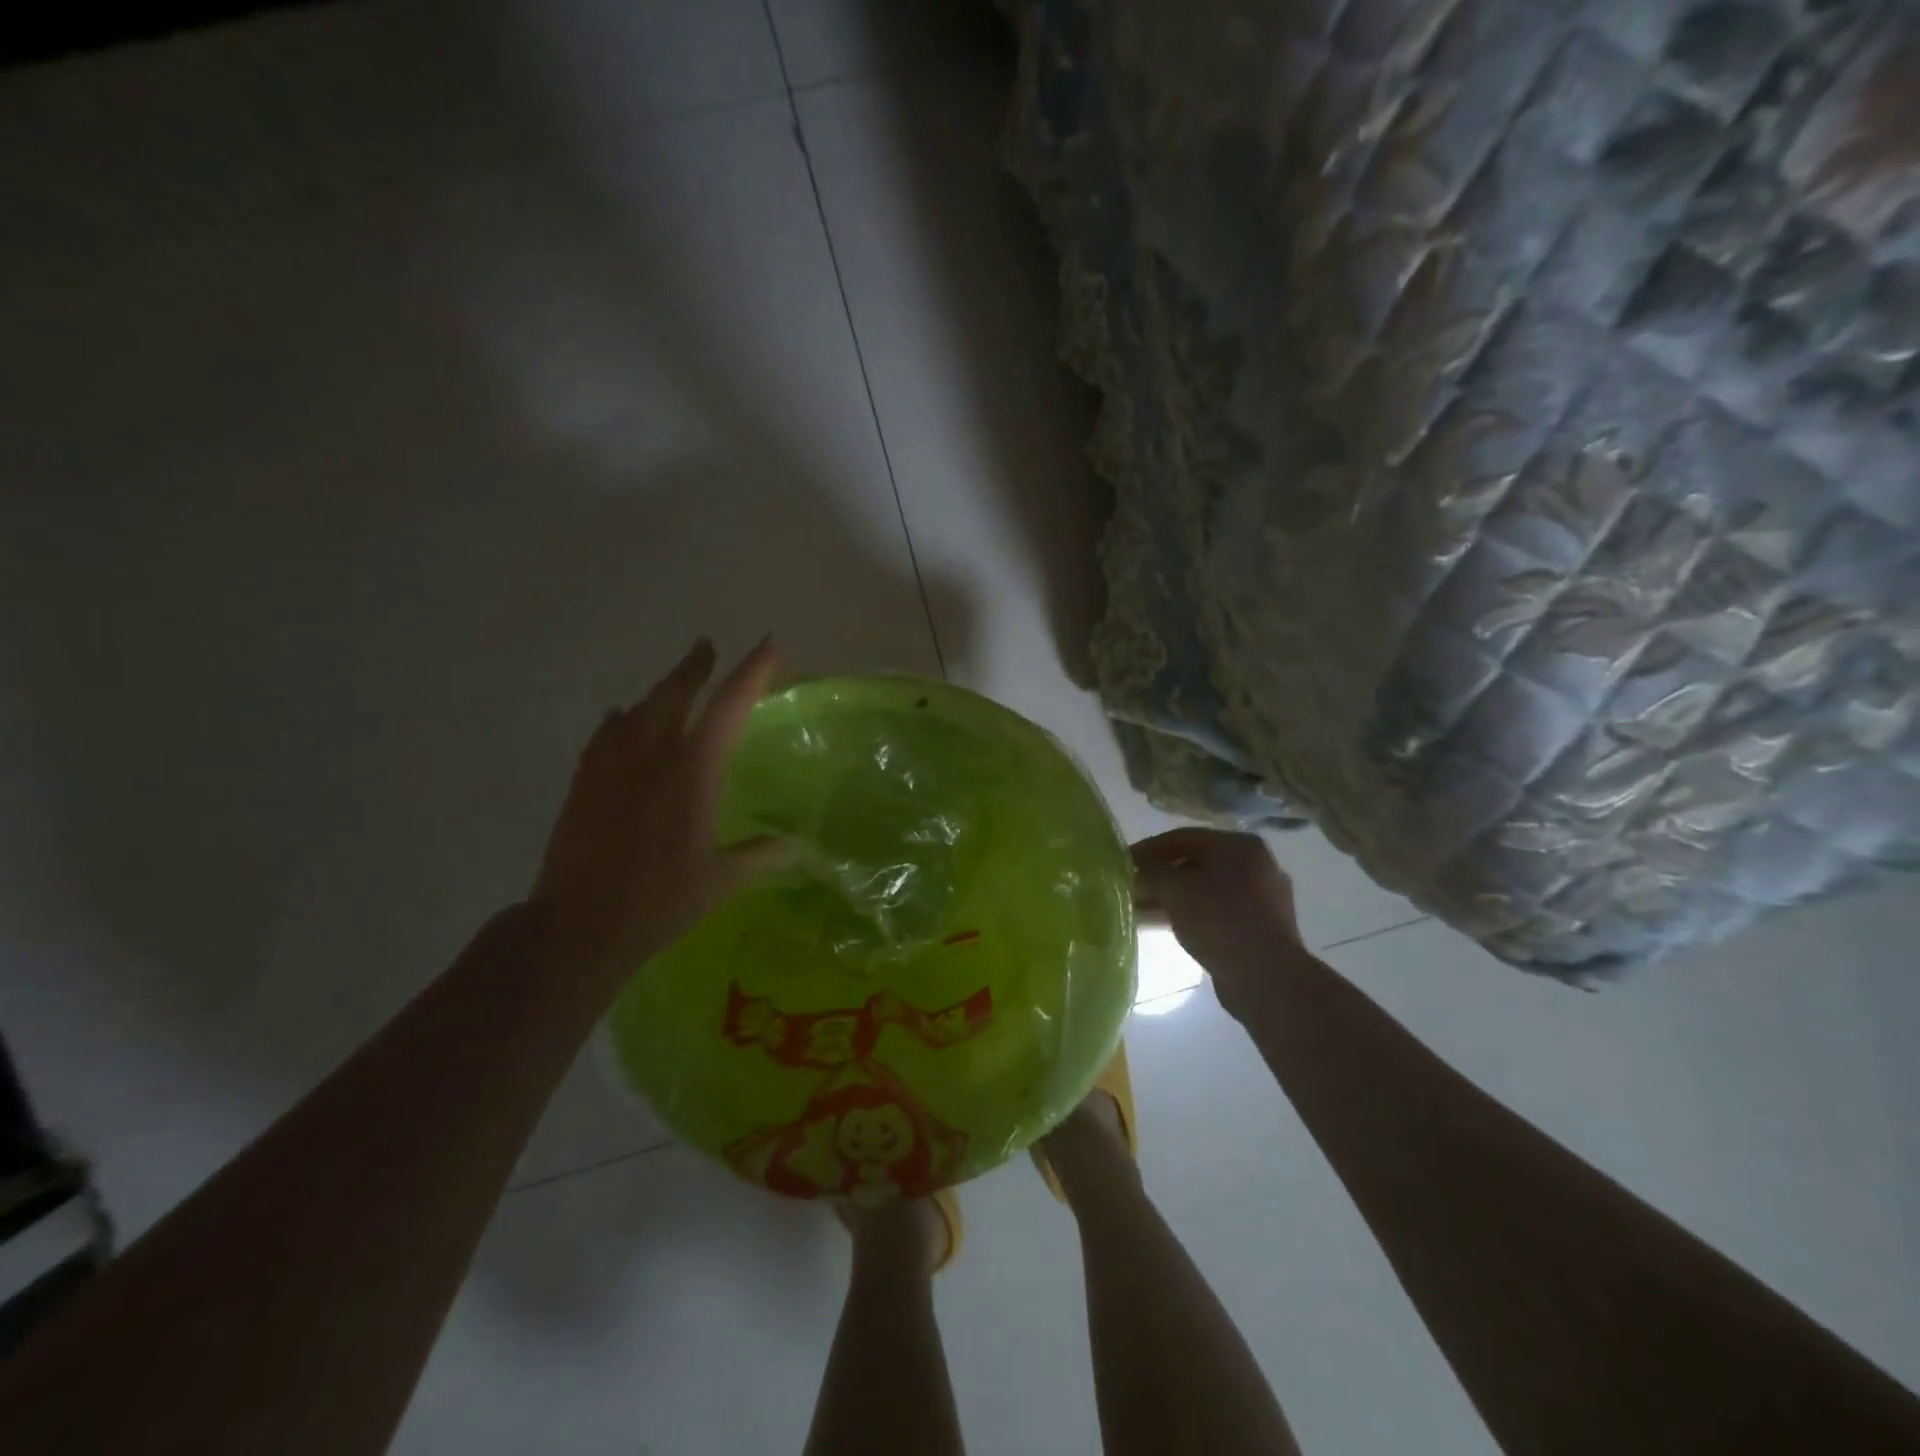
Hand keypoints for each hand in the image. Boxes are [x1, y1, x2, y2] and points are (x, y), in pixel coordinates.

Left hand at [532, 637, 786, 984]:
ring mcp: (612, 766)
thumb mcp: (720, 881)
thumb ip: (759, 856)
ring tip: (673, 684)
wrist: (578, 925)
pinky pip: (605, 735)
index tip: (770, 645)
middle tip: (707, 647)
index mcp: (693, 772)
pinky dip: (619, 721)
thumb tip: (794, 848)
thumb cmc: (659, 901)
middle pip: (675, 693)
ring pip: (638, 709)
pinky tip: (619, 720)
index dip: (752, 672)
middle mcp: (652, 755)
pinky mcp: (584, 783)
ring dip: (660, 690)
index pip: (730, 707)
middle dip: (696, 667)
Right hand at [1131, 829, 1306, 1017]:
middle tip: (1130, 888)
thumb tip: (1134, 875)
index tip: (1122, 863)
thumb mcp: (1173, 889)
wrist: (1266, 976)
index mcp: (1238, 845)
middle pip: (1194, 863)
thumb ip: (1149, 875)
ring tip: (1139, 910)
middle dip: (1159, 876)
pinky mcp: (1260, 927)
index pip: (1182, 837)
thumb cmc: (1218, 919)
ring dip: (1171, 898)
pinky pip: (1215, 912)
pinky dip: (1189, 914)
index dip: (1147, 849)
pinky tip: (1164, 927)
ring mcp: (1261, 897)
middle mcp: (1254, 864)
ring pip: (1203, 890)